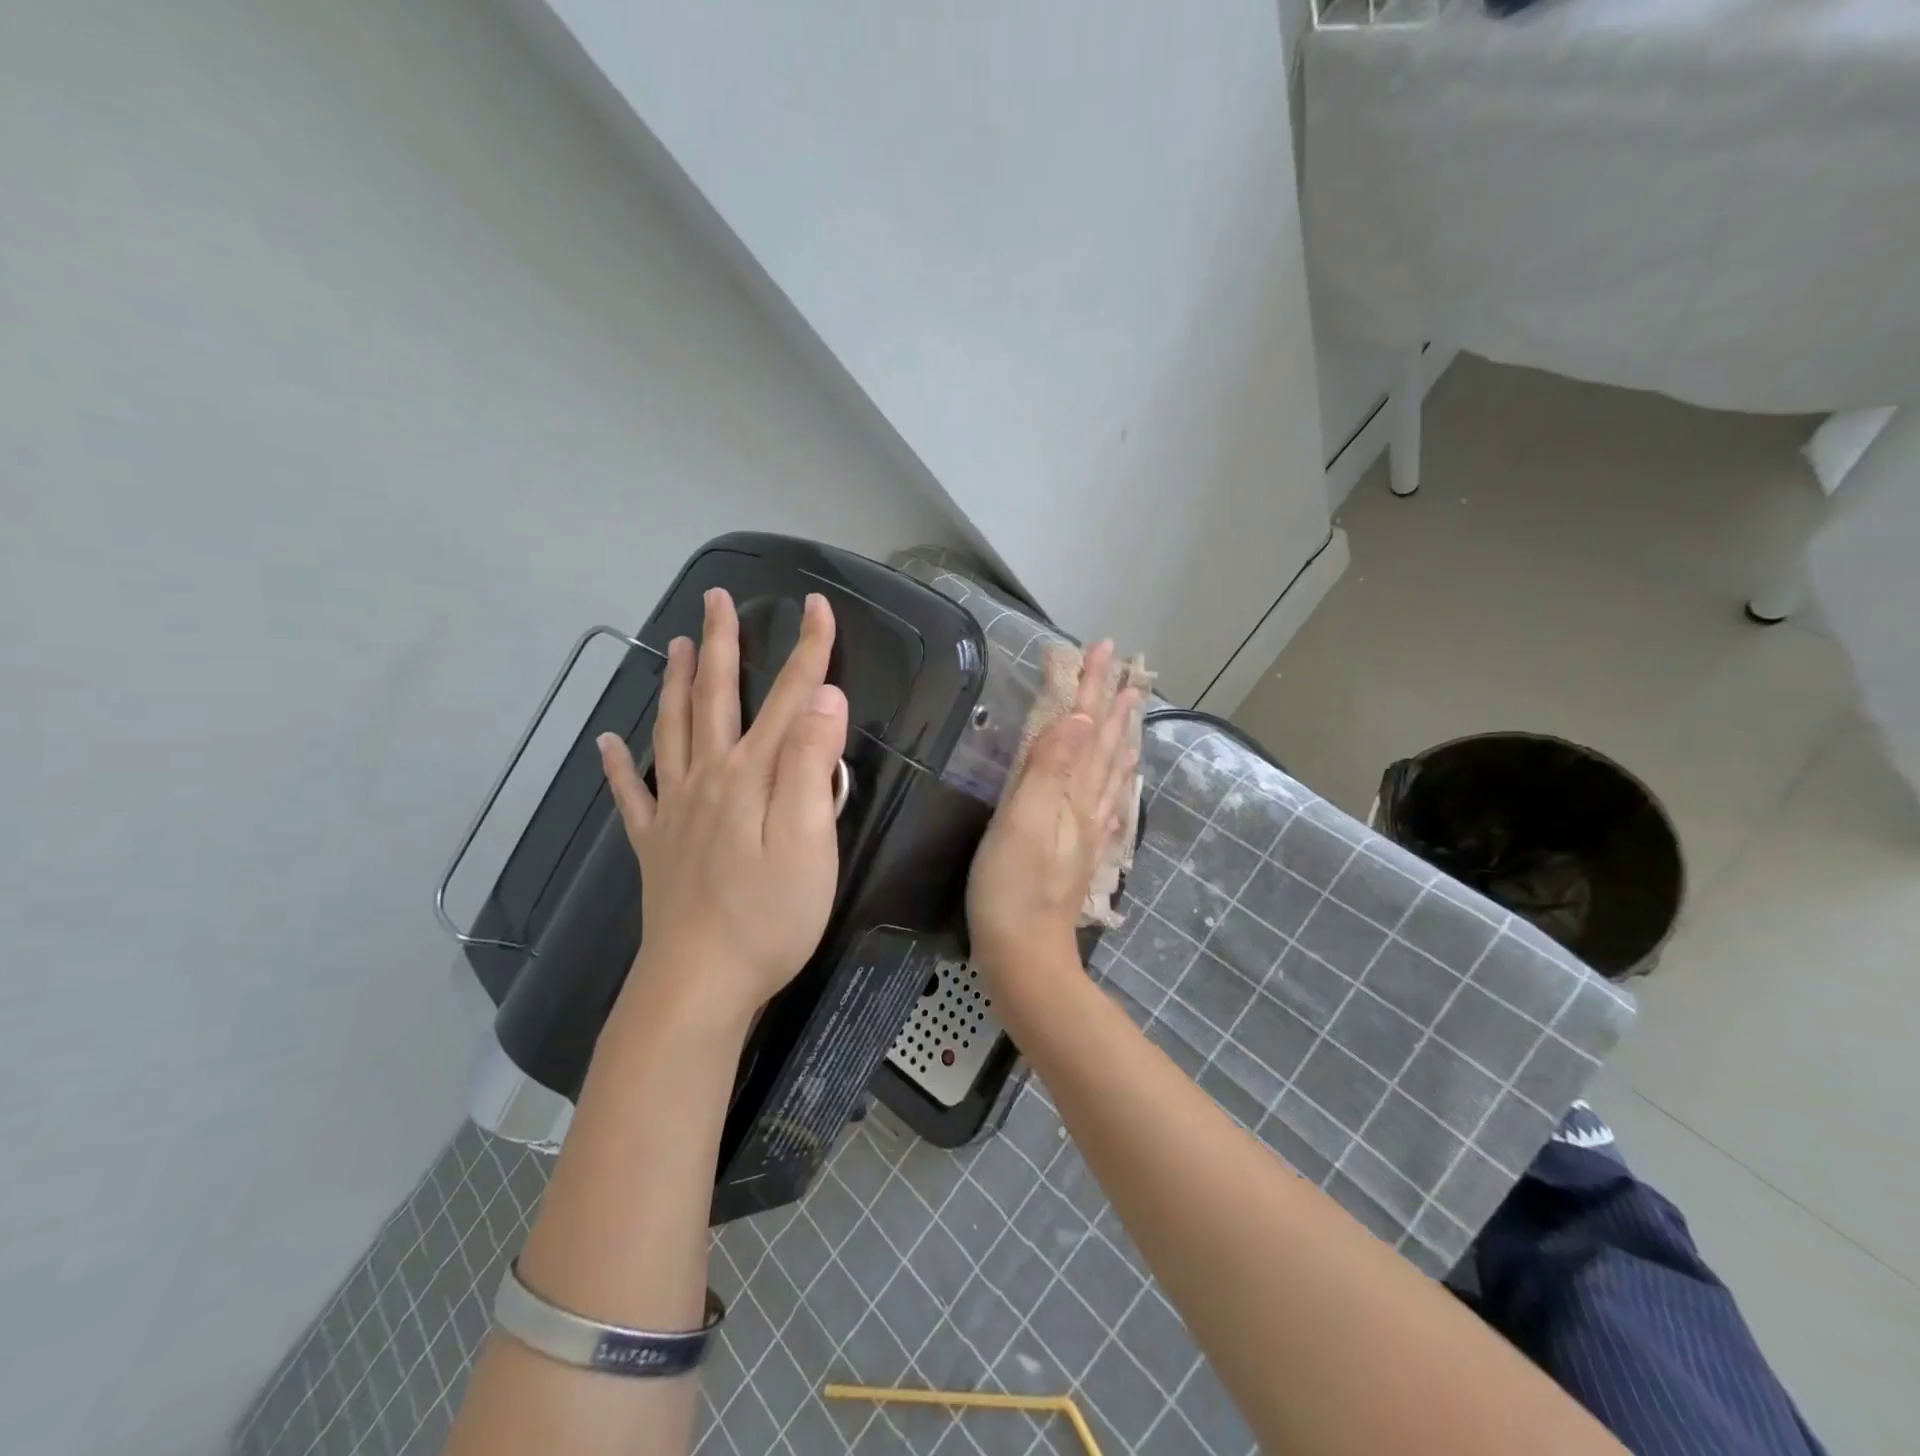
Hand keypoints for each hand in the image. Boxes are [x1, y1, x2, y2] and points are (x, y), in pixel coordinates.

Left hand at [597, 588, 848, 1026]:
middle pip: (715, 698)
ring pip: (671, 731)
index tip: (818, 605)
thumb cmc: (770, 916)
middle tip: (716, 600)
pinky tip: (608, 743)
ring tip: (673, 645)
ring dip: (673, 684)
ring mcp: (674, 811)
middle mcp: (708, 779)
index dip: (808, 649)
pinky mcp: (655, 846)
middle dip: (721, 645)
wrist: (700, 983)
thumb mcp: (811, 841)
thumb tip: (823, 698)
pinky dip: (618, 765)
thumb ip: (813, 766)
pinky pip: (630, 795)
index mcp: (752, 775)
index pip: (788, 697)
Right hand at [967, 640, 1139, 983]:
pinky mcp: (1082, 850)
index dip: (1093, 687)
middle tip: (1127, 666)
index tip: (1104, 647)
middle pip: (1106, 744)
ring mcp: (1088, 830)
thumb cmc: (1011, 887)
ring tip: (1133, 705)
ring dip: (1122, 733)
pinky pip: (1110, 799)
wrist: (1024, 955)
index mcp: (1072, 792)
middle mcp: (1088, 805)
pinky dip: (1119, 775)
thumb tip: (1080, 717)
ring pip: (1112, 769)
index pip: (1086, 727)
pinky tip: (1122, 773)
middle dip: (1114, 701)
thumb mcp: (1023, 822)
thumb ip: (1050, 768)